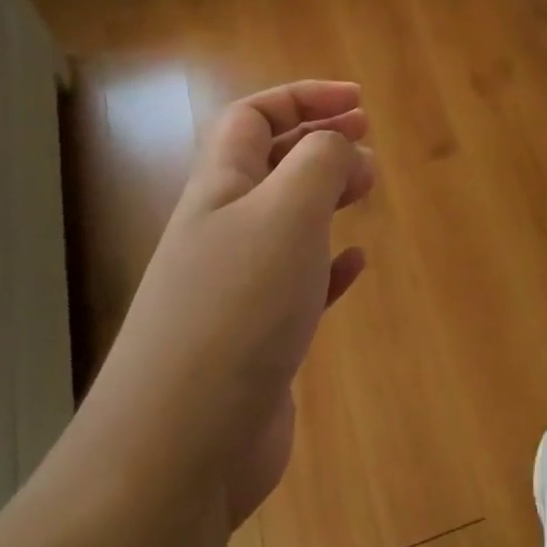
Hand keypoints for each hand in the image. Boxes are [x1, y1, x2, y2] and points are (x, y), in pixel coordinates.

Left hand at [99, 81, 373, 525]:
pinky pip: (297, 283)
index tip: (359, 103)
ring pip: (284, 221)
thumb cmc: (237, 309)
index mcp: (219, 189)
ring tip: (366, 190)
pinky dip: (327, 264)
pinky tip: (354, 265)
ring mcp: (235, 288)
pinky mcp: (255, 340)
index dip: (304, 97)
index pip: (253, 117)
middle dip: (318, 142)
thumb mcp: (286, 213)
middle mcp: (221, 230)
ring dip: (325, 197)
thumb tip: (340, 145)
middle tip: (368, 146)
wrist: (178, 449)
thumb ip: (319, 163)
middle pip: (268, 164)